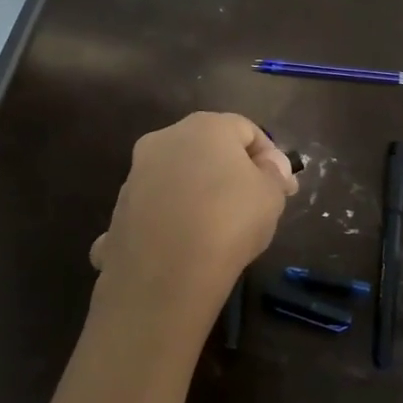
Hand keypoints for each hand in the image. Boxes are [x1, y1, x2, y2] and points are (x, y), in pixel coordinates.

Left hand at [89, 112, 297, 321]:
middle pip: (206, 149)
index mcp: (204, 127)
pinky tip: (182, 246)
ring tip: (217, 230)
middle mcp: (163, 140)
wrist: (165, 275)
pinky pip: (154, 209)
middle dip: (230, 172)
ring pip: (176, 177)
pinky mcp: (118, 210)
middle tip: (252, 205)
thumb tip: (269, 166)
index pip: (245, 129)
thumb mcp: (271, 195)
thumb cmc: (229, 222)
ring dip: (197, 194)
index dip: (270, 157)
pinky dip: (169, 220)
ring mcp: (135, 175)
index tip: (283, 188)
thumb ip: (274, 173)